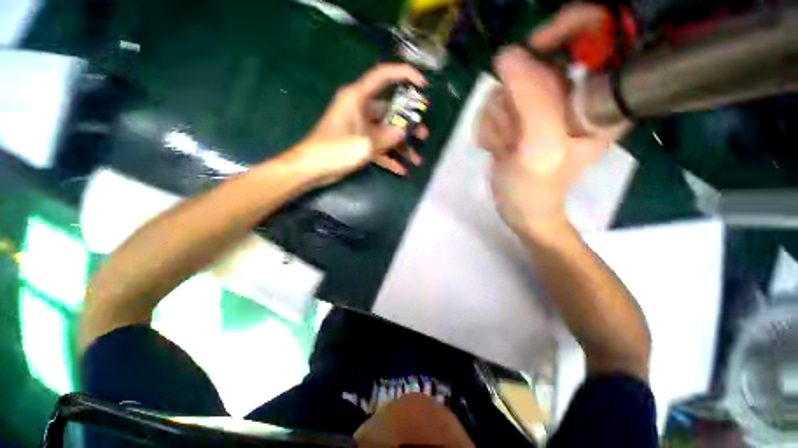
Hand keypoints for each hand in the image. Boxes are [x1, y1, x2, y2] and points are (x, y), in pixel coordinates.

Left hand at [289, 63, 428, 185]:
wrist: (308, 169)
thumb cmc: (334, 150)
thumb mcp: (366, 143)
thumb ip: (389, 135)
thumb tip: (403, 132)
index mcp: (358, 96)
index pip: (384, 74)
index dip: (405, 73)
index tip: (423, 85)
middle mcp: (358, 105)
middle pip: (390, 106)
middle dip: (409, 121)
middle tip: (424, 133)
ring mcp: (357, 123)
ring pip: (385, 128)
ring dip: (401, 143)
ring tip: (417, 158)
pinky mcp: (354, 139)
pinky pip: (376, 143)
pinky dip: (388, 155)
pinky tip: (402, 169)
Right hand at [478, 4, 626, 235]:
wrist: (521, 211)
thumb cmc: (540, 190)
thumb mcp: (542, 149)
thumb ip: (532, 100)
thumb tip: (509, 54)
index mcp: (600, 102)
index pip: (598, 41)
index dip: (570, 27)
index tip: (540, 41)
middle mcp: (577, 91)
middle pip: (540, 58)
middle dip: (517, 94)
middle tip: (520, 131)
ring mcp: (550, 94)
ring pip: (512, 76)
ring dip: (501, 112)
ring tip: (512, 145)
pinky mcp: (526, 101)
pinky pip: (498, 91)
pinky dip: (493, 118)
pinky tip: (504, 143)